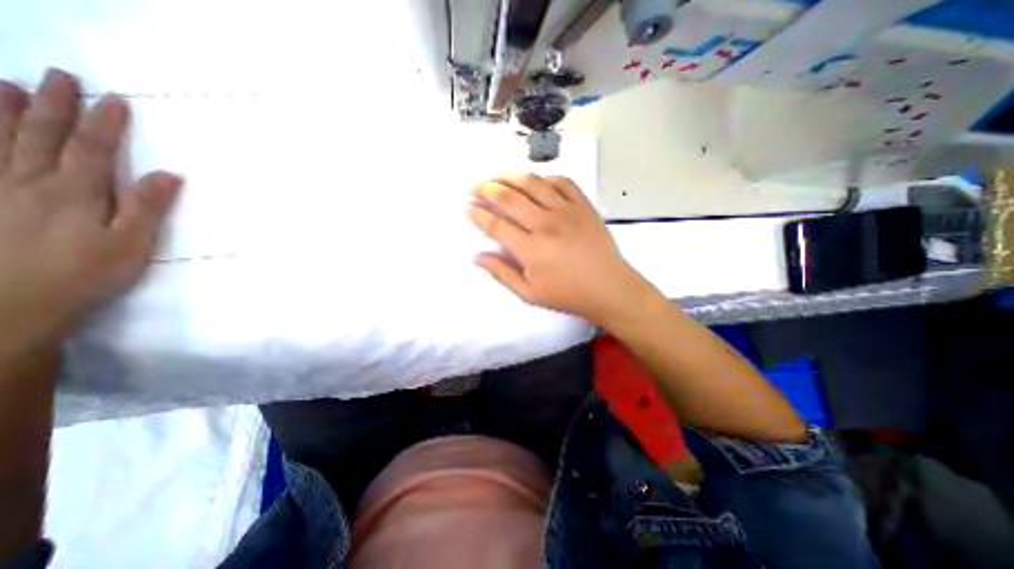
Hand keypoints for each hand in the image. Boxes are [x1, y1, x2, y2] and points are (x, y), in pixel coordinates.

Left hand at [0, 66, 179, 348]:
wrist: (12, 301)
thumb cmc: (88, 272)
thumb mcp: (132, 243)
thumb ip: (148, 207)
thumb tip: (170, 174)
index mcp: (77, 192)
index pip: (95, 149)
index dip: (106, 123)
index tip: (115, 99)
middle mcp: (32, 181)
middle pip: (44, 135)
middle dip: (55, 104)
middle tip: (60, 75)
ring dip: (5, 109)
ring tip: (8, 84)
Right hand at [469, 174, 658, 323]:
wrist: (609, 288)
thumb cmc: (568, 294)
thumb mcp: (530, 294)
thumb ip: (502, 273)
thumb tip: (477, 257)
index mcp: (530, 249)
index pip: (496, 225)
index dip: (477, 214)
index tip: (467, 208)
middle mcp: (545, 223)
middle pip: (509, 198)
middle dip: (486, 189)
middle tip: (474, 186)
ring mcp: (566, 211)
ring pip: (533, 183)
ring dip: (510, 176)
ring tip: (496, 176)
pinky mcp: (583, 205)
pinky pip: (562, 182)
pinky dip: (545, 177)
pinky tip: (536, 181)